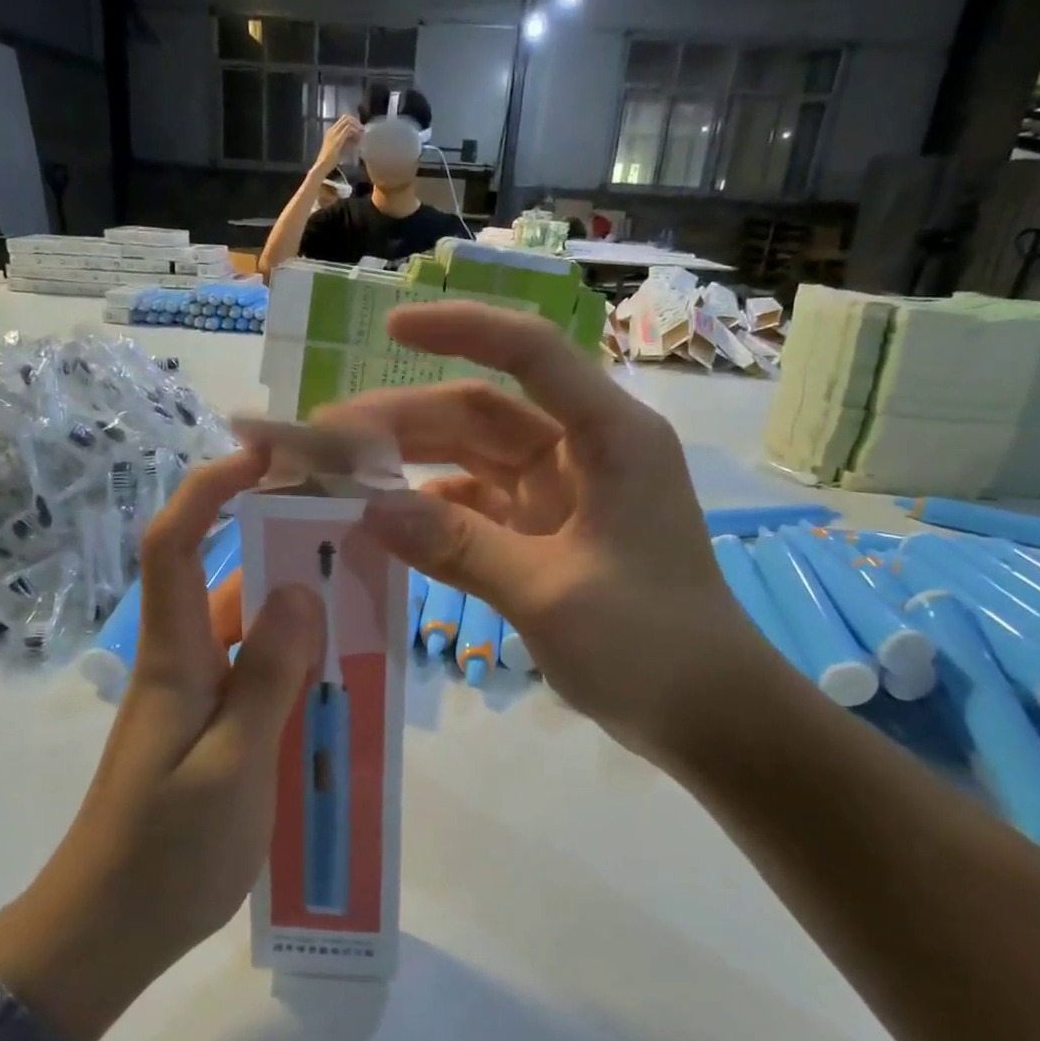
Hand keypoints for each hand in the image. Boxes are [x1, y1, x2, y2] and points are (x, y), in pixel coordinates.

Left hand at [0, 452, 320, 1040]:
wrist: (104, 934)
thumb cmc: (164, 854)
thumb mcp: (232, 767)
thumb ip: (268, 678)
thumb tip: (300, 591)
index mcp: (175, 657)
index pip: (177, 545)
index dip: (210, 490)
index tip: (262, 456)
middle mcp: (184, 662)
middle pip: (227, 579)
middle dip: (283, 546)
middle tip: (356, 536)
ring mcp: (196, 697)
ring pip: (251, 630)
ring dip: (299, 611)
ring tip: (367, 602)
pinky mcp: (210, 729)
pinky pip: (258, 675)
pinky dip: (297, 663)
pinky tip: (341, 678)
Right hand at [312, 114, 362, 175]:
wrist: (322, 165)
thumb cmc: (330, 160)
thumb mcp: (340, 147)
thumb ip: (346, 141)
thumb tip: (356, 137)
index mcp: (331, 130)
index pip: (344, 119)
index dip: (353, 122)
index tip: (359, 129)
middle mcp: (332, 129)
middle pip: (346, 117)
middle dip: (356, 122)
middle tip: (362, 130)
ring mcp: (334, 133)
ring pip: (348, 121)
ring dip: (356, 126)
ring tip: (361, 135)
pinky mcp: (338, 138)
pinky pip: (349, 129)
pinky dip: (355, 132)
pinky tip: (358, 139)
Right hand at [318, 303, 770, 764]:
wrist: (708, 713)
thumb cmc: (650, 643)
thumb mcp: (547, 591)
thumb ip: (458, 547)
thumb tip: (369, 511)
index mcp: (610, 436)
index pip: (530, 354)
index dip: (461, 329)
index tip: (391, 327)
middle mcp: (585, 452)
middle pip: (484, 414)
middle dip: (408, 420)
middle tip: (331, 439)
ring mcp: (564, 496)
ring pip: (475, 461)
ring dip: (415, 466)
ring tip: (344, 478)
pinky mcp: (548, 536)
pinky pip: (480, 510)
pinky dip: (437, 515)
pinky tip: (390, 527)